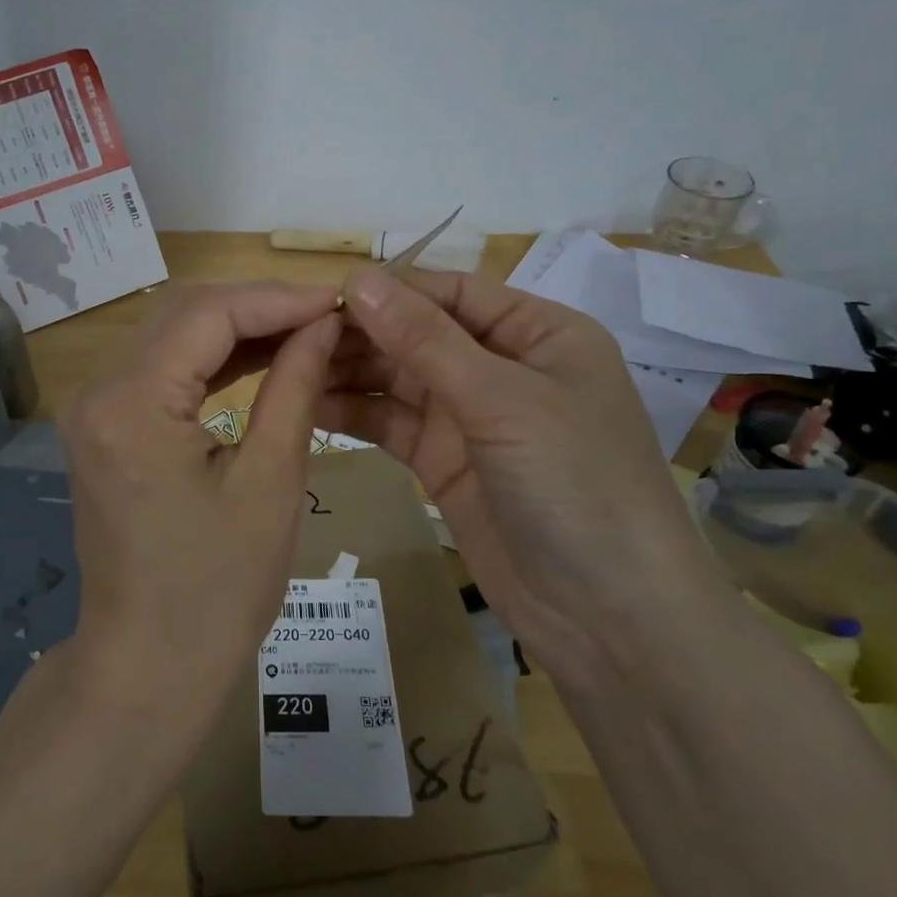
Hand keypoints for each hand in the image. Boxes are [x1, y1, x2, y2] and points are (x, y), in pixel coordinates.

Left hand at [58, 282, 341, 736]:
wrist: (149, 664)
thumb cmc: (218, 589)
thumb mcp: (270, 482)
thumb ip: (294, 386)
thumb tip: (323, 322)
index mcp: (131, 403)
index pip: (208, 313)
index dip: (277, 298)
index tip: (337, 298)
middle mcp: (98, 391)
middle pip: (184, 313)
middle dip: (259, 306)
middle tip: (327, 314)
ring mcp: (95, 408)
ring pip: (173, 335)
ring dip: (238, 328)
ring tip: (307, 331)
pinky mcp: (105, 426)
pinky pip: (163, 370)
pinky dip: (213, 359)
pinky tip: (262, 357)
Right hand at [319, 265, 718, 674]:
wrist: (610, 618)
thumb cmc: (576, 485)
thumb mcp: (503, 401)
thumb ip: (425, 339)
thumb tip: (357, 277)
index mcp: (537, 333)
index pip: (451, 292)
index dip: (389, 290)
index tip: (320, 296)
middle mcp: (501, 366)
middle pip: (417, 333)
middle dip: (360, 333)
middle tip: (289, 336)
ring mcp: (469, 417)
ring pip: (397, 379)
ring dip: (348, 372)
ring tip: (287, 367)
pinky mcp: (443, 462)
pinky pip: (390, 424)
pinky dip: (353, 414)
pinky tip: (308, 405)